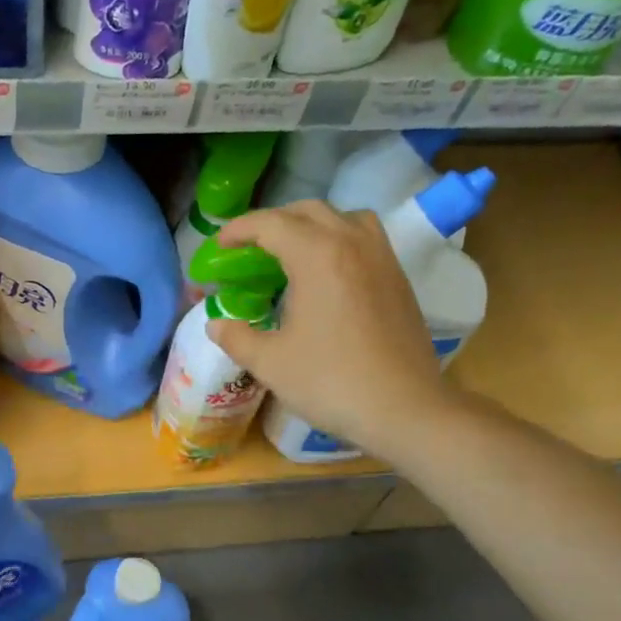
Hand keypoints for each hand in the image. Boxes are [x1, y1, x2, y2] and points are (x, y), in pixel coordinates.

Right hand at [210, 201, 465, 460]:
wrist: (404, 409)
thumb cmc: (330, 382)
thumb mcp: (270, 363)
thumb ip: (236, 337)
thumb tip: (216, 324)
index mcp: (317, 256)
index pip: (271, 224)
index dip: (239, 229)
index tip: (219, 244)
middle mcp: (352, 244)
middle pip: (308, 211)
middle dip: (273, 222)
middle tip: (250, 247)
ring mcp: (382, 258)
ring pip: (344, 218)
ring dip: (312, 224)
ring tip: (293, 252)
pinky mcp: (399, 279)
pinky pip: (365, 239)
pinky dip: (339, 240)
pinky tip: (328, 275)